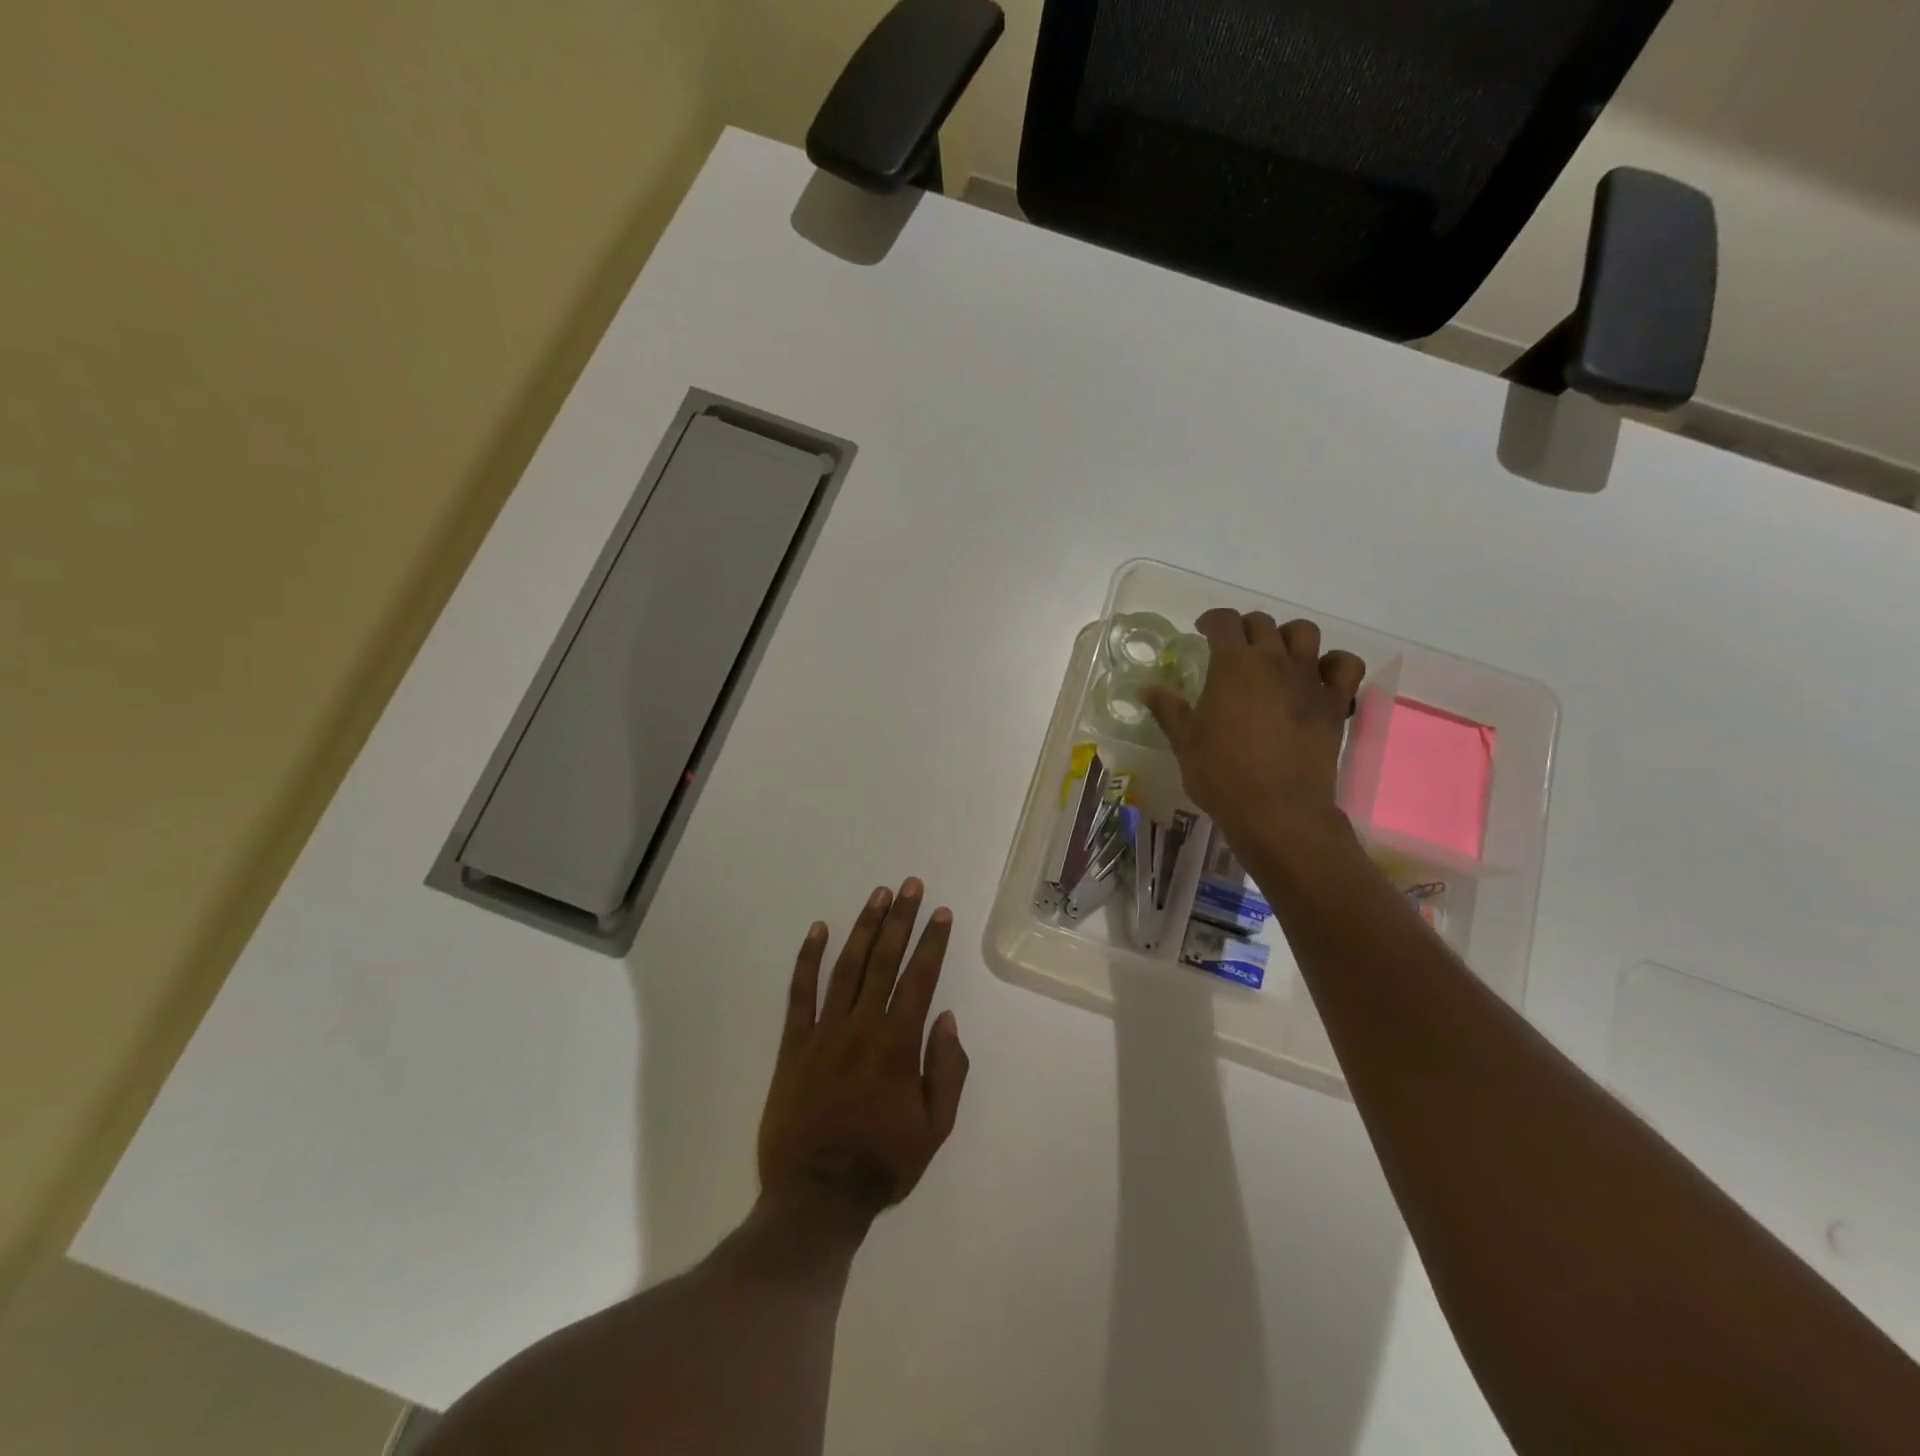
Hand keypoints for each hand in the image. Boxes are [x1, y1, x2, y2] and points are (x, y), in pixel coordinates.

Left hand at [757, 880, 969, 1236]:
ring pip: (847, 967)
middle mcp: (862, 1026)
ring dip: (863, 927)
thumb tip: (945, 1018)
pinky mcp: (793, 1044)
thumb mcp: (934, 1129)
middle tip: (910, 885)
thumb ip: (947, 1070)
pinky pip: (800, 993)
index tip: (940, 913)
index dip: (931, 942)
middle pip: (884, 960)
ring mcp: (823, 1031)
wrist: (815, 1197)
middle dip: (900, 919)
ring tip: (877, 895)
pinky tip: (818, 929)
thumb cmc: (882, 1163)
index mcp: (898, 1045)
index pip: (919, 979)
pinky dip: (808, 958)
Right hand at [1142, 610, 1365, 848]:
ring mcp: (1309, 679)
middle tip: (1232, 649)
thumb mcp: (1184, 741)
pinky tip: (1318, 677)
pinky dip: (1333, 663)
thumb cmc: (1221, 774)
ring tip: (1275, 656)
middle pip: (1262, 623)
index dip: (1211, 620)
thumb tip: (1147, 689)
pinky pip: (1345, 665)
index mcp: (1233, 665)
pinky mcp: (1335, 702)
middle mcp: (1274, 661)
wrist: (1276, 810)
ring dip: (1287, 637)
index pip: (1224, 621)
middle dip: (1244, 628)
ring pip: (1304, 633)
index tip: (1203, 631)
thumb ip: (1168, 709)